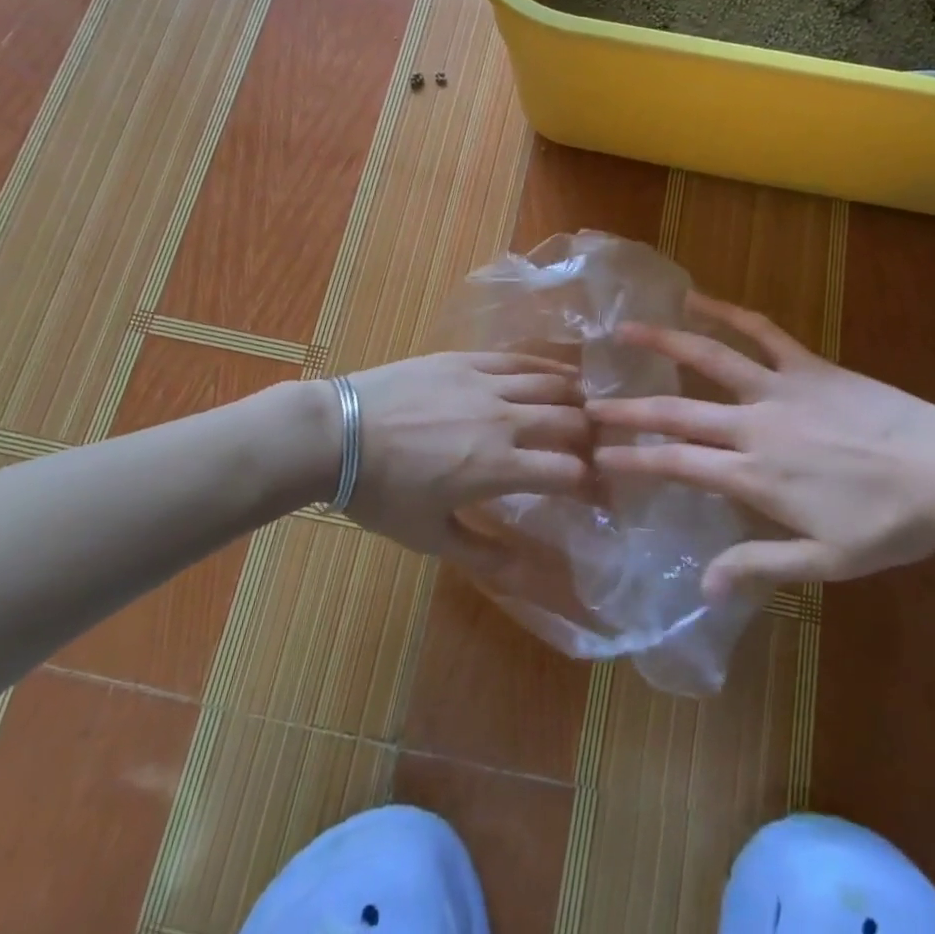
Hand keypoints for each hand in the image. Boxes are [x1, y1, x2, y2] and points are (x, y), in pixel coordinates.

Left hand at [341, 351, 591, 570]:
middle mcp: (503, 420)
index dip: (591, 484)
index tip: (597, 492)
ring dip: (576, 398)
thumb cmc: (381, 492)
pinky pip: (518, 359)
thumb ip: (483, 554)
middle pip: (569, 422)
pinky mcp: (465, 360)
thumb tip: (528, 574)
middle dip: (591, 438)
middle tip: (596, 448)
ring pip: (549, 384)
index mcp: (497, 467)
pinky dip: (546, 368)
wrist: (336, 434)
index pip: (567, 471)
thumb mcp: (430, 536)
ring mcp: (484, 383)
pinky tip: (559, 374)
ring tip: (589, 407)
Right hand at [588, 293, 934, 596]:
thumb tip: (702, 584)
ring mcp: (780, 389)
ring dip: (664, 344)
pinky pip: (761, 332)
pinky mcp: (808, 365)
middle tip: (588, 403)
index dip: (633, 460)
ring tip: (626, 330)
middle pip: (678, 413)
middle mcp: (755, 426)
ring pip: (711, 359)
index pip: (678, 465)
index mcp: (755, 476)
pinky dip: (728, 313)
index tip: (598, 456)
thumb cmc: (889, 526)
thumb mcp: (825, 562)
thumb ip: (760, 567)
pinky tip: (700, 299)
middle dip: (629, 409)